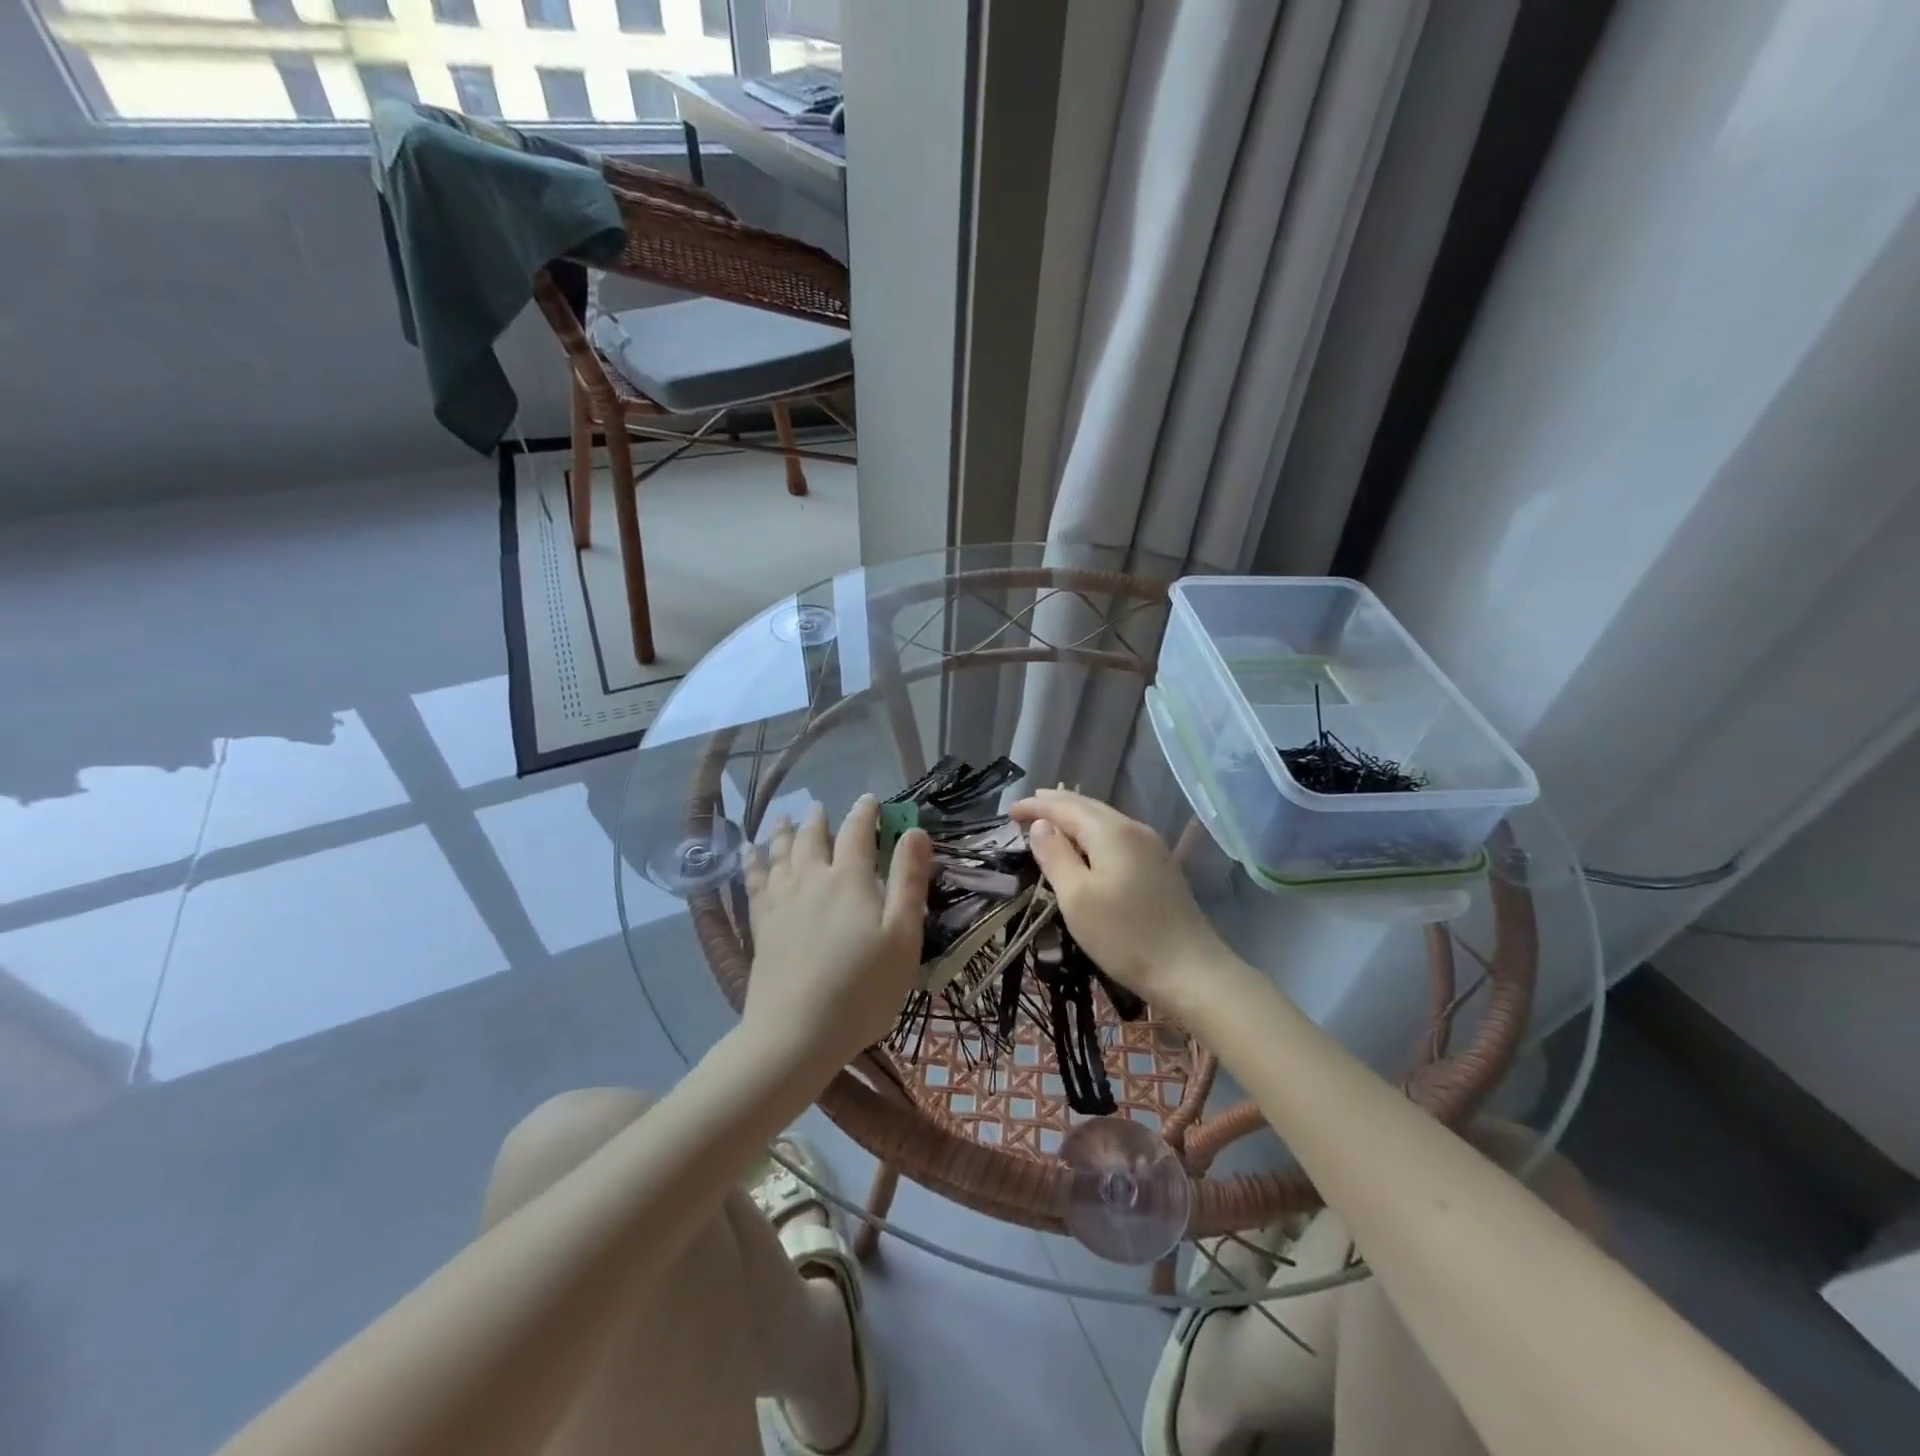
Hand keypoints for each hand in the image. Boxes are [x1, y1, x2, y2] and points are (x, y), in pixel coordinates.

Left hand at [742, 795, 931, 1076]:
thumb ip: (909, 881)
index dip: (865, 813)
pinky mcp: (762, 926)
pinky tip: (748, 854)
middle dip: (819, 820)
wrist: (796, 1033)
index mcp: (849, 879)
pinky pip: (754, 881)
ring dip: (783, 832)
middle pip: (812, 838)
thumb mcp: (903, 936)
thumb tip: (915, 832)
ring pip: (780, 854)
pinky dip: (752, 862)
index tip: (870, 800)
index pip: (857, 832)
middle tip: (820, 808)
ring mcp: (781, 901)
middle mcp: (811, 879)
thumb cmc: (862, 988)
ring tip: (783, 819)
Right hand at [1007, 788, 1232, 1017]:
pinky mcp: (1159, 866)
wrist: (1190, 971)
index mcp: (1110, 832)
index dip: (1035, 807)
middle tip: (1026, 808)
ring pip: (1104, 819)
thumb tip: (1041, 825)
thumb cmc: (1125, 936)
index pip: (1065, 808)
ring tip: (1051, 820)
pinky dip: (1092, 832)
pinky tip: (1086, 844)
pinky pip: (1117, 835)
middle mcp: (1133, 829)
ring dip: (1074, 817)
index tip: (1008, 811)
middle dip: (1055, 805)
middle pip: (1087, 806)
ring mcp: (1151, 847)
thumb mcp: (1077, 898)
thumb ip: (1055, 856)